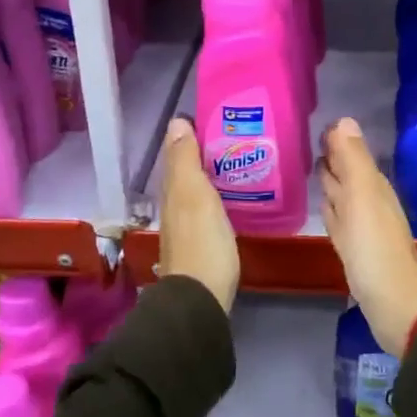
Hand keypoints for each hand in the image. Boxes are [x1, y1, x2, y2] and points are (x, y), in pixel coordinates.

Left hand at [158, 117, 238, 313]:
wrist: (202, 297)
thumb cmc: (202, 241)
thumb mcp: (193, 194)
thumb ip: (185, 160)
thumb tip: (176, 121)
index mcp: (173, 189)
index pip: (179, 153)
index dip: (193, 135)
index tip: (220, 118)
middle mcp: (176, 204)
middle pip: (189, 171)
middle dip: (207, 152)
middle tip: (239, 135)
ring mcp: (189, 225)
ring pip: (199, 189)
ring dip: (215, 173)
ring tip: (243, 159)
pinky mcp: (204, 241)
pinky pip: (210, 206)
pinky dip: (220, 194)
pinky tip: (237, 194)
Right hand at [318, 118, 416, 356]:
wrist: (392, 303)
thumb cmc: (375, 247)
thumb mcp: (363, 196)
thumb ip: (353, 159)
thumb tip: (344, 119)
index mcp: (372, 186)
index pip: (352, 153)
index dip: (337, 139)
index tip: (317, 123)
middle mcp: (369, 201)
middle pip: (348, 172)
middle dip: (332, 156)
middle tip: (307, 140)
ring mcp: (361, 227)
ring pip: (342, 195)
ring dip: (329, 181)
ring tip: (309, 166)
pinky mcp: (353, 249)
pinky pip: (339, 220)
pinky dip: (330, 208)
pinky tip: (322, 205)